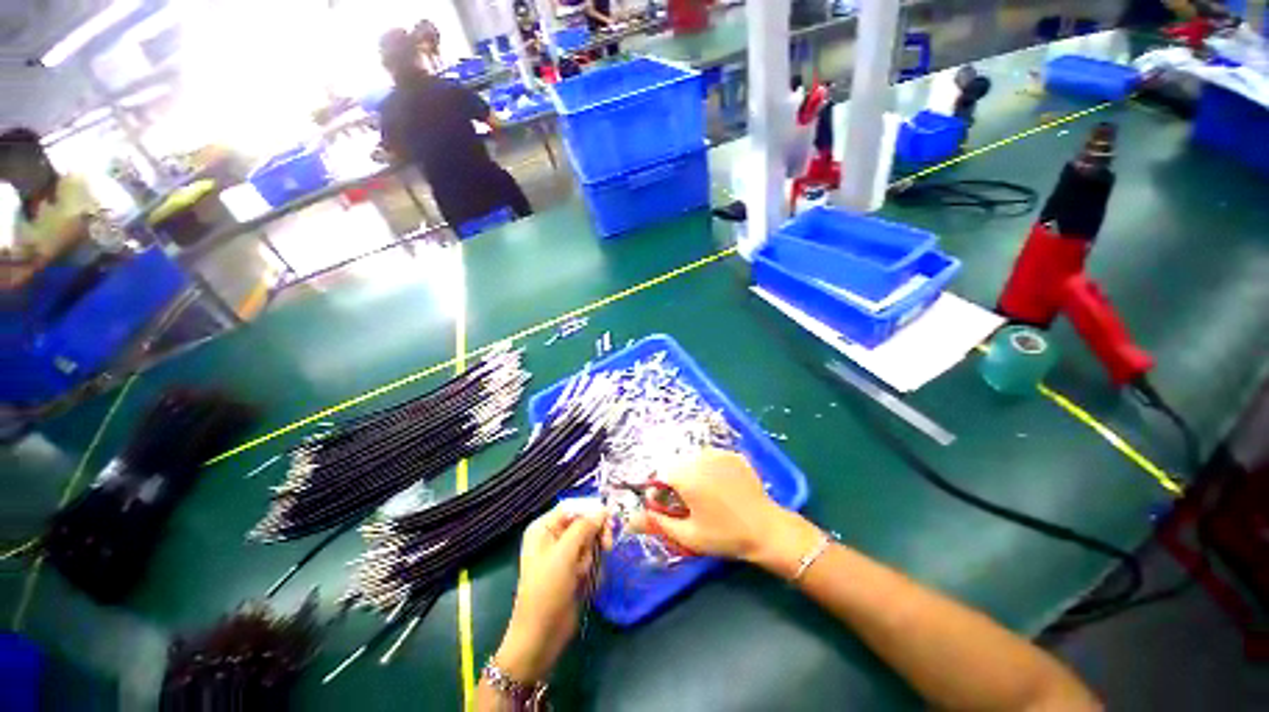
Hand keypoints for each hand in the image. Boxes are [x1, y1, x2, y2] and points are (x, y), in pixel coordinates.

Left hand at [495, 503, 608, 682]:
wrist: (541, 637)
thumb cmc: (547, 591)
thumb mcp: (564, 555)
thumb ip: (584, 528)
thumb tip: (602, 510)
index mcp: (544, 528)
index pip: (573, 507)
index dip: (591, 510)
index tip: (609, 519)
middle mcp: (553, 536)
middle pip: (585, 522)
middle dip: (595, 535)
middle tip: (607, 546)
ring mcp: (563, 554)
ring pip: (590, 541)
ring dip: (592, 556)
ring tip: (583, 574)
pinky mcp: (573, 570)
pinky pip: (591, 558)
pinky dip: (592, 569)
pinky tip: (586, 583)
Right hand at [631, 449, 822, 578]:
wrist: (767, 529)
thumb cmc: (724, 535)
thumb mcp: (688, 535)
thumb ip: (657, 523)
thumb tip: (629, 522)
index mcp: (685, 475)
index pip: (658, 476)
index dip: (659, 494)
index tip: (667, 509)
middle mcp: (698, 457)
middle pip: (675, 466)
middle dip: (675, 484)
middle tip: (689, 506)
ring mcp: (718, 453)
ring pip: (692, 461)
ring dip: (691, 475)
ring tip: (706, 497)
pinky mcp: (732, 454)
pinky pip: (711, 458)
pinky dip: (709, 470)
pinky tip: (721, 488)